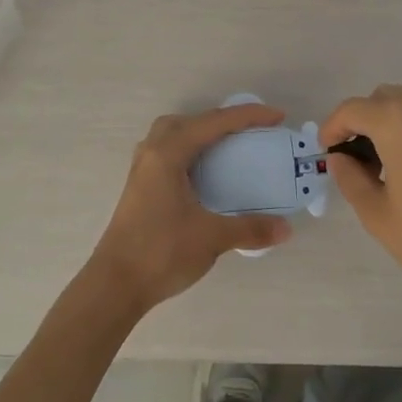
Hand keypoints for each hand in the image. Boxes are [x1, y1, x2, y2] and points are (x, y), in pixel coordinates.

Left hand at [85, 104, 292, 313]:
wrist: (115, 284)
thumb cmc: (161, 252)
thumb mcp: (211, 238)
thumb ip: (250, 229)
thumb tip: (286, 229)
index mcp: (168, 154)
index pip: (214, 123)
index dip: (248, 116)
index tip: (278, 117)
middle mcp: (151, 154)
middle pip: (187, 121)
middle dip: (219, 120)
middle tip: (247, 132)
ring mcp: (141, 171)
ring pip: (170, 136)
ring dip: (199, 134)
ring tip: (225, 149)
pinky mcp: (139, 189)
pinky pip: (166, 154)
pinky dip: (188, 153)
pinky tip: (202, 176)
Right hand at [321, 85, 401, 330]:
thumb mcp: (379, 216)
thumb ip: (351, 178)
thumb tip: (341, 158)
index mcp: (398, 123)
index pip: (353, 109)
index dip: (333, 127)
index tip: (328, 151)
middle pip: (387, 98)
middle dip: (367, 121)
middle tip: (361, 160)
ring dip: (399, 125)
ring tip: (397, 167)